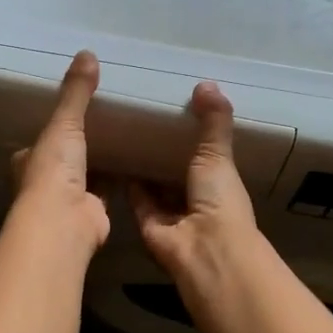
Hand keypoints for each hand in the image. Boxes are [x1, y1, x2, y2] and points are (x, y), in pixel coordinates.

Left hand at [9, 51, 110, 254]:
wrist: (64, 221)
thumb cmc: (54, 170)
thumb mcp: (64, 123)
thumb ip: (76, 93)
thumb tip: (87, 53)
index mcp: (28, 161)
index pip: (38, 143)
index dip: (51, 131)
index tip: (70, 116)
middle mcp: (44, 182)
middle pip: (62, 161)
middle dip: (77, 149)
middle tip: (103, 126)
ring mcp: (67, 201)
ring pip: (84, 177)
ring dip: (99, 165)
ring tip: (123, 141)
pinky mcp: (92, 212)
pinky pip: (107, 191)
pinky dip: (118, 181)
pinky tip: (135, 166)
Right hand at [129, 82, 258, 282]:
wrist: (203, 249)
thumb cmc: (218, 199)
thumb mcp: (218, 154)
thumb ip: (213, 121)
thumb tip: (206, 83)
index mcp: (219, 183)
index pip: (206, 156)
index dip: (193, 137)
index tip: (175, 110)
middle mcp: (196, 199)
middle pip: (177, 172)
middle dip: (164, 152)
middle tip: (142, 118)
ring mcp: (172, 214)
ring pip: (155, 186)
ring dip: (143, 167)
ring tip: (123, 133)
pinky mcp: (147, 224)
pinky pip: (136, 199)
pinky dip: (126, 183)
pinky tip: (113, 158)